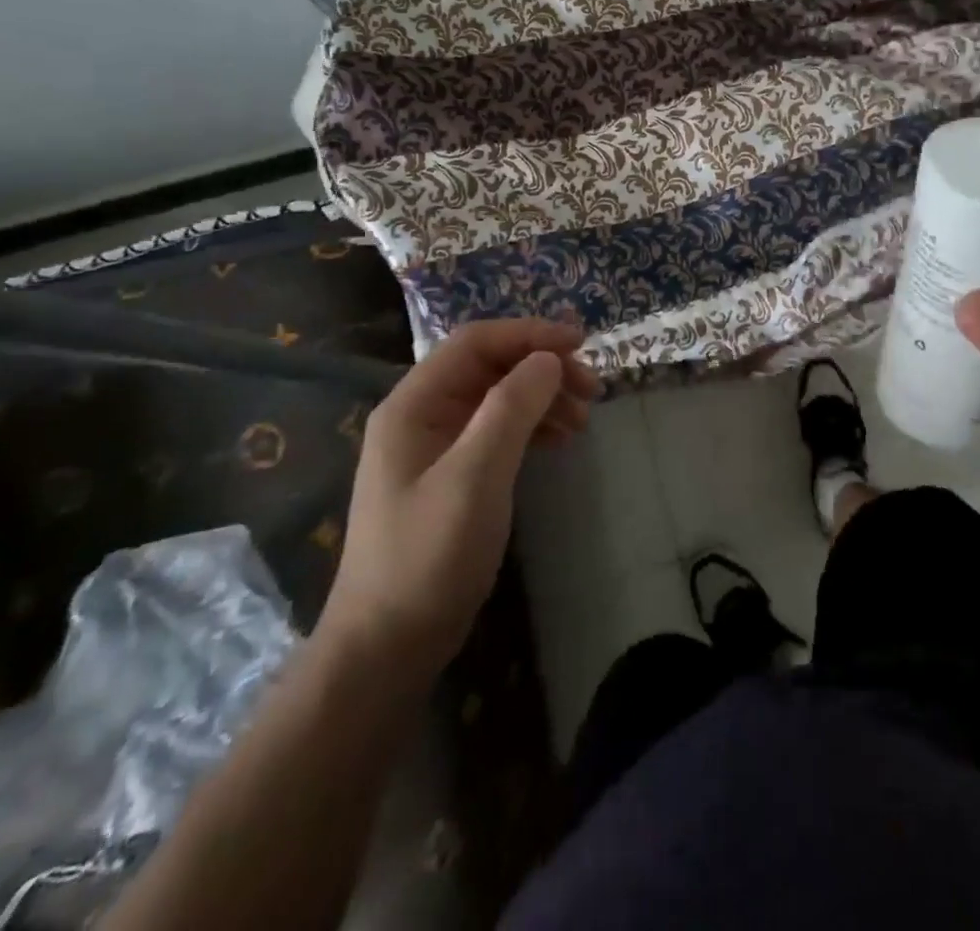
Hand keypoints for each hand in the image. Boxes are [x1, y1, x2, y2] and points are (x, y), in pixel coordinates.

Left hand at [319, 319, 599, 680]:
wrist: (387, 645)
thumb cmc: (428, 555)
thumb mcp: (476, 476)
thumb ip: (511, 409)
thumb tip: (548, 359)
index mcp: (414, 404)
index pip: (476, 342)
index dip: (530, 334)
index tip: (581, 344)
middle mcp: (421, 414)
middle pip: (489, 367)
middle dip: (542, 369)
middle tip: (592, 390)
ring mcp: (435, 446)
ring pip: (497, 398)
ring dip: (542, 398)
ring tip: (584, 419)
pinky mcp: (450, 474)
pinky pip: (497, 430)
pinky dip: (532, 427)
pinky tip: (559, 441)